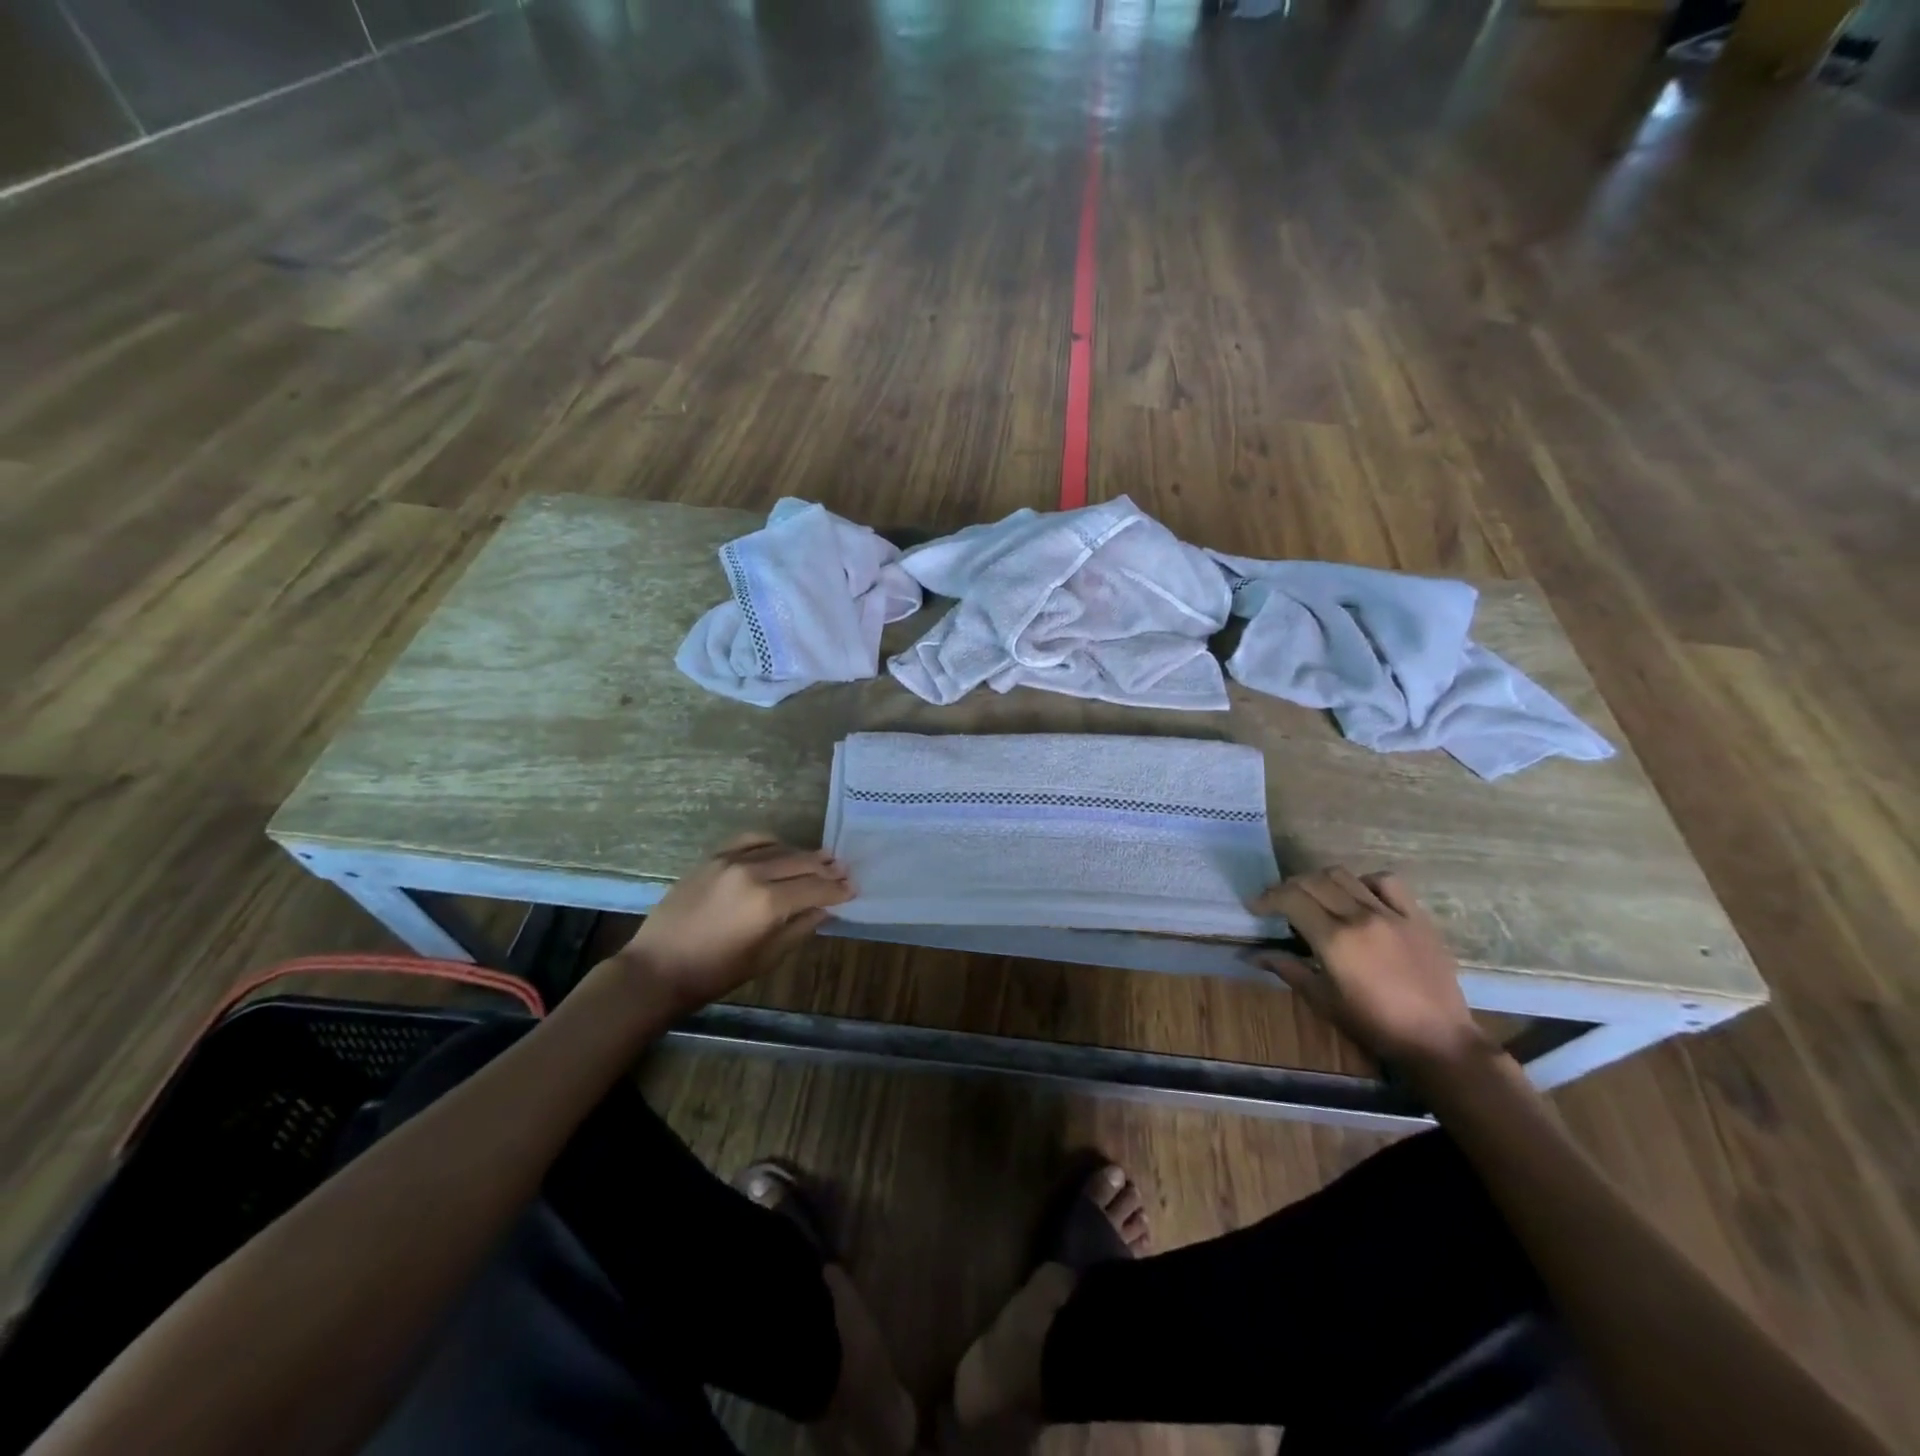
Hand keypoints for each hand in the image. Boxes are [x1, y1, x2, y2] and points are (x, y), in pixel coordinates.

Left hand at [615, 833, 854, 1012]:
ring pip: (779, 848)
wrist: (658, 968)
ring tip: (821, 860)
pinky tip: (782, 849)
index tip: (853, 890)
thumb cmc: (715, 973)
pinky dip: (772, 842)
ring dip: (803, 855)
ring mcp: (731, 861)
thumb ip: (799, 927)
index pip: (815, 888)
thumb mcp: (766, 957)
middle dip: (826, 869)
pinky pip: (751, 840)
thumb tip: (824, 908)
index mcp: (768, 903)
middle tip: (844, 873)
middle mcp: (753, 873)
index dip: (837, 890)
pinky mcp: (713, 857)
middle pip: (801, 863)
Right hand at [1246, 867, 1486, 1072]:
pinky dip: (1364, 881)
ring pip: (1345, 875)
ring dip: (1320, 881)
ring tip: (1313, 897)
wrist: (1439, 1040)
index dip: (1267, 898)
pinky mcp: (1416, 917)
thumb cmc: (1374, 1025)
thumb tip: (1250, 954)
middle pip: (1313, 881)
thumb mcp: (1322, 1000)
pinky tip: (1358, 896)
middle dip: (1287, 887)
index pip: (1291, 898)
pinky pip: (1387, 882)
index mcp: (1335, 940)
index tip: (1255, 908)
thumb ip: (1287, 968)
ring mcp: (1391, 914)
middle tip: (1278, 904)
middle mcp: (1361, 917)